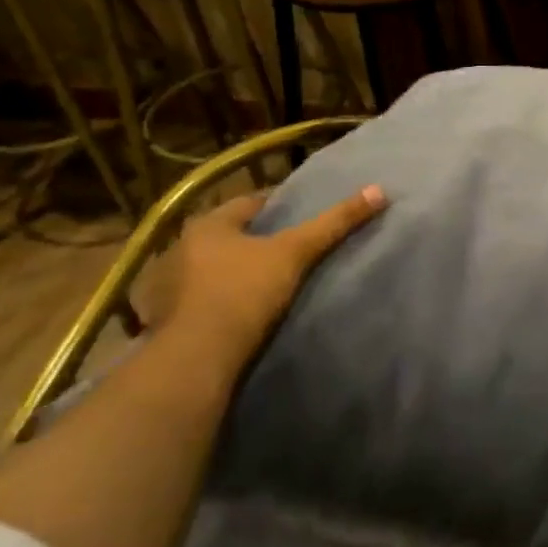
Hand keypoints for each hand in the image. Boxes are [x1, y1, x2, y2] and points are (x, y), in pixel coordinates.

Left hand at [148, 184, 386, 368]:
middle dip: (257, 238)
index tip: (306, 211)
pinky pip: (203, 297)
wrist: (198, 356)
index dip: (281, 204)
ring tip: (271, 278)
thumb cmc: (245, 291)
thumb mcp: (296, 253)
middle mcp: (181, 247)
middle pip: (230, 235)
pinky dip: (222, 297)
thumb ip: (335, 223)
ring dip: (236, 269)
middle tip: (293, 245)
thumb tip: (379, 190)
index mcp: (207, 225)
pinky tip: (243, 307)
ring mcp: (169, 285)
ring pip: (214, 266)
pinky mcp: (168, 318)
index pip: (250, 202)